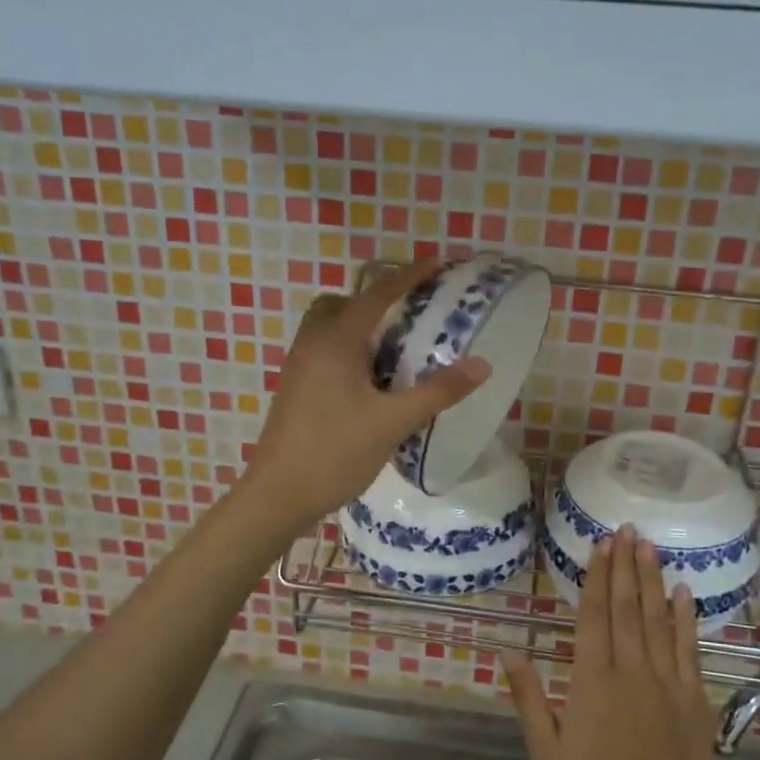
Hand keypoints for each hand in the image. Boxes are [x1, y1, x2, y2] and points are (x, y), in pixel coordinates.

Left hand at [241, 259, 489, 531]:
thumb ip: (438, 391)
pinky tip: (371, 380)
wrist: (278, 495)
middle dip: (377, 300)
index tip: (437, 263)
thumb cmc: (335, 452)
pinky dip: (348, 348)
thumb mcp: (392, 422)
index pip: (377, 294)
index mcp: (336, 341)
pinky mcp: (294, 388)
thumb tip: (482, 365)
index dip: (409, 276)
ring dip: (360, 325)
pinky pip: (323, 349)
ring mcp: (298, 366)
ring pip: (329, 327)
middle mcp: (312, 343)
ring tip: (395, 347)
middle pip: (344, 303)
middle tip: (411, 313)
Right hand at [504, 526, 722, 759]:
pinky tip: (684, 592)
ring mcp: (666, 681)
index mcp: (592, 679)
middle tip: (626, 530)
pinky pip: (689, 648)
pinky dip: (687, 618)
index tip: (600, 545)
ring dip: (652, 580)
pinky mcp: (694, 698)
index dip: (596, 576)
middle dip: (625, 565)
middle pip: (626, 606)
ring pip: (658, 619)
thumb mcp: (547, 752)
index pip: (594, 614)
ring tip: (649, 547)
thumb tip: (508, 651)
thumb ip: (529, 698)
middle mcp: (631, 669)